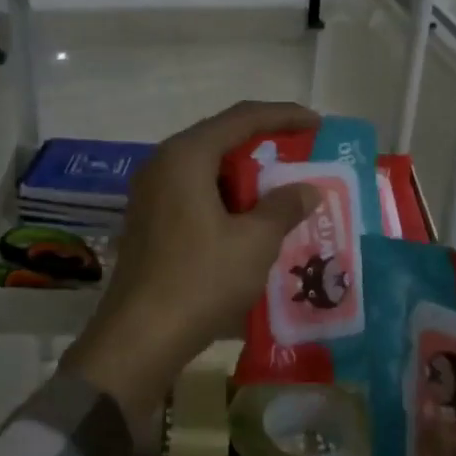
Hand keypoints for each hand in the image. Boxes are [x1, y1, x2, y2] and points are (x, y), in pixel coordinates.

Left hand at [59, 101, 319, 419]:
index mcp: (186, 156)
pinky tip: (251, 221)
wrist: (139, 339)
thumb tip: (307, 189)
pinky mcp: (150, 220)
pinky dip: (226, 198)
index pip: (242, 117)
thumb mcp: (254, 242)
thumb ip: (284, 206)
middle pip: (221, 139)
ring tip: (283, 191)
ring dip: (246, 177)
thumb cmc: (200, 280)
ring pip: (208, 169)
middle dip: (265, 146)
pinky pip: (195, 193)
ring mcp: (151, 193)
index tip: (317, 124)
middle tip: (302, 156)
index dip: (283, 116)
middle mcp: (163, 164)